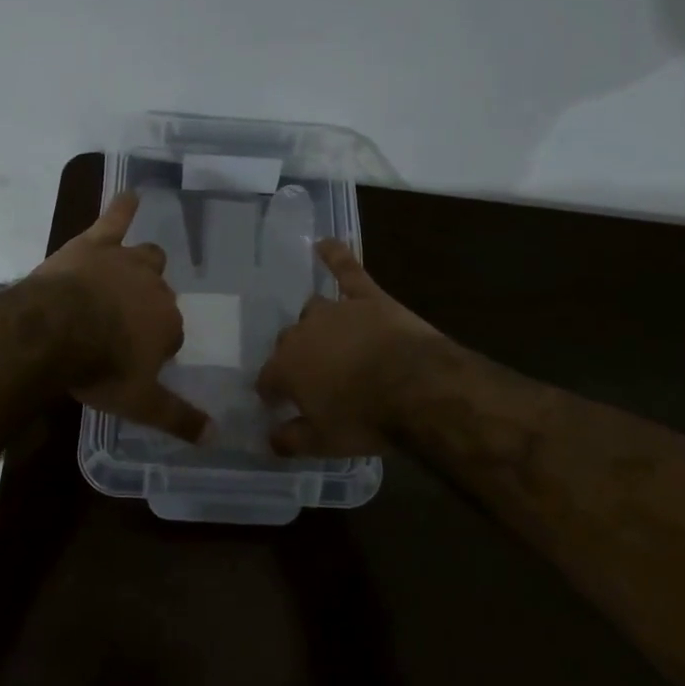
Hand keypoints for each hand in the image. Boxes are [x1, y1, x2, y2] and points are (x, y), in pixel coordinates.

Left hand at [31, 191, 214, 443]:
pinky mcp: (96, 244)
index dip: (154, 346)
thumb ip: (178, 418)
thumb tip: (216, 436)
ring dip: (143, 265)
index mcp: (168, 325)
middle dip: (148, 307)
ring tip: (134, 269)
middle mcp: (155, 288)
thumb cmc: (100, 368)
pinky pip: (115, 219)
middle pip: (160, 295)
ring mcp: (126, 262)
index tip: (135, 359)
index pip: (171, 334)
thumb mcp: (140, 404)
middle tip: (123, 325)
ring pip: (147, 257)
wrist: (56, 332)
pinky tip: (129, 194)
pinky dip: (123, 207)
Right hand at [256, 240, 447, 456]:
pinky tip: (325, 242)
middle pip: (288, 341)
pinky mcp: (367, 297)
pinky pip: (347, 270)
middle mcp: (302, 333)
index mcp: (286, 367)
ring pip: (313, 309)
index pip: (267, 378)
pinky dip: (335, 255)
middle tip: (311, 377)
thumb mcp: (324, 443)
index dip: (272, 392)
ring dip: (316, 323)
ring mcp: (335, 310)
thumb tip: (269, 439)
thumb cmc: (366, 419)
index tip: (277, 404)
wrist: (417, 387)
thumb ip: (291, 440)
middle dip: (294, 358)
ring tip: (326, 337)